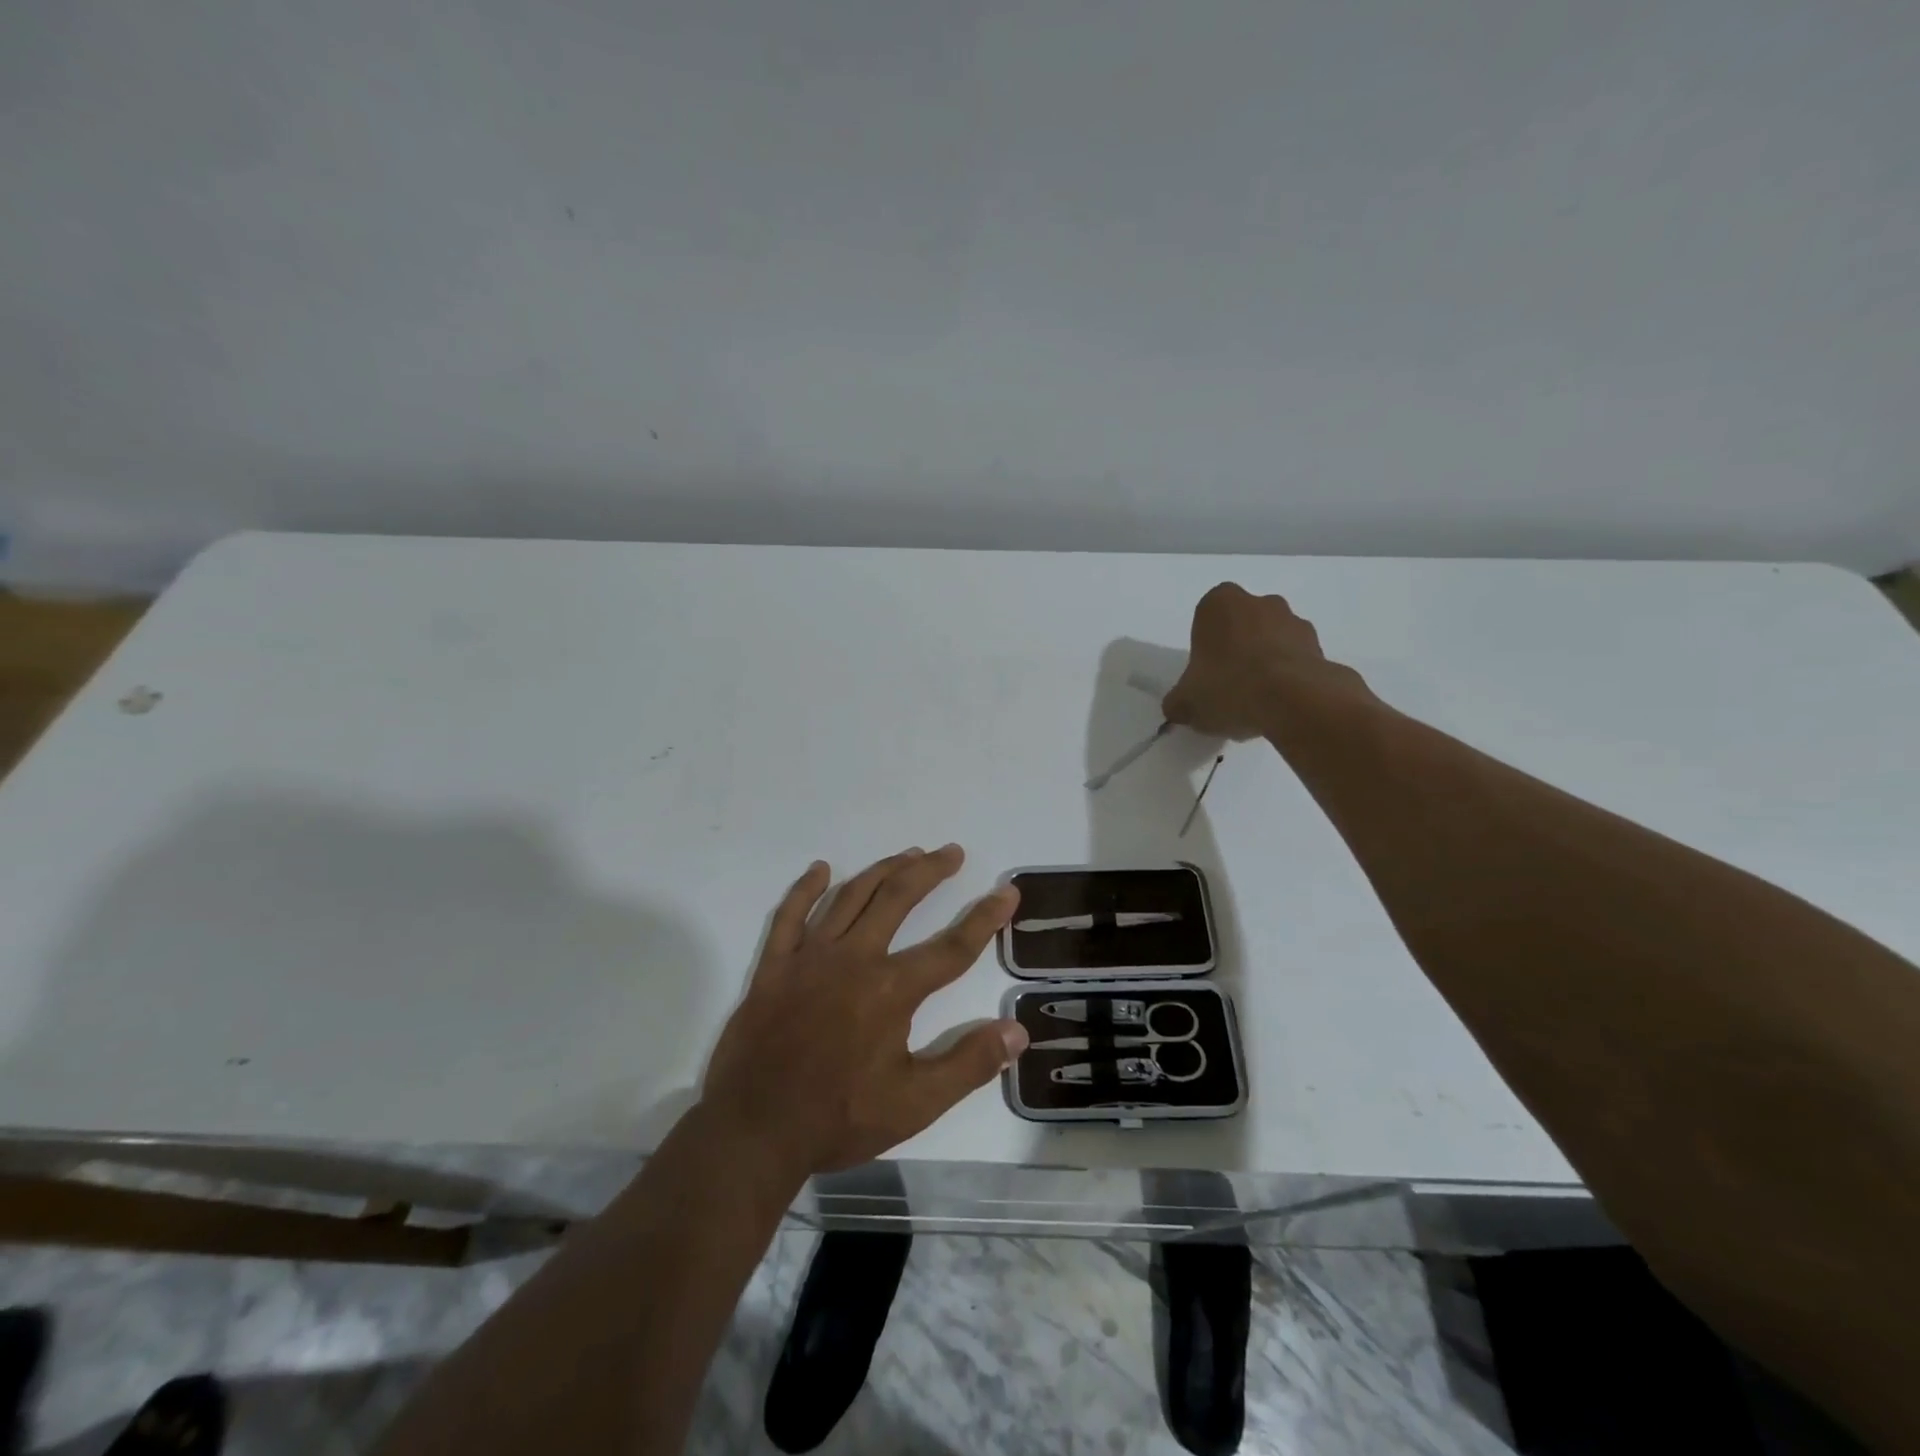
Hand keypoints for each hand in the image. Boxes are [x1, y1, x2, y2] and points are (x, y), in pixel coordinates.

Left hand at [700, 845, 1027, 1177]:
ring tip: (908, 853)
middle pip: (898, 899)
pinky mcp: (775, 966)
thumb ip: (968, 1064)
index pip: (952, 947)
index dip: (985, 918)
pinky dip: (806, 888)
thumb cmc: (839, 1117)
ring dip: (882, 870)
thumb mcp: (915, 1104)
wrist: (755, 1130)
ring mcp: (809, 957)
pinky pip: (790, 915)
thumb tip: (1017, 1030)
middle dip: (930, 871)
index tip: (1007, 891)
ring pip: (851, 897)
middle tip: (951, 852)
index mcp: (891, 989)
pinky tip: (821, 869)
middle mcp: (854, 959)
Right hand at [1163, 582, 1376, 739]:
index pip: (1206, 618)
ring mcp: (1295, 622)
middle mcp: (1260, 603)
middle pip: (1243, 626)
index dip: (1205, 646)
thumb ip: (1178, 702)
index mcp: (1219, 604)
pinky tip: (1280, 707)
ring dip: (1266, 663)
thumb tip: (1177, 708)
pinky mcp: (1322, 647)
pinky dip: (1290, 679)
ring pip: (1273, 641)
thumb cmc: (1228, 687)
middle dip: (1238, 650)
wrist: (1294, 701)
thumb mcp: (1186, 703)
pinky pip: (1297, 662)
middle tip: (1229, 687)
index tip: (1205, 673)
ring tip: (1257, 703)